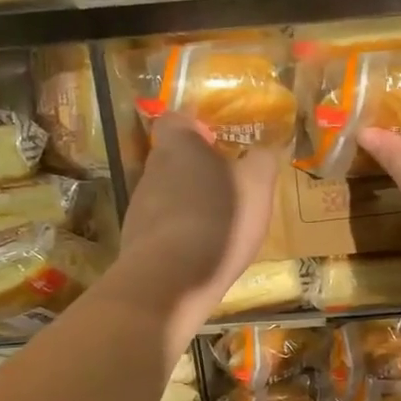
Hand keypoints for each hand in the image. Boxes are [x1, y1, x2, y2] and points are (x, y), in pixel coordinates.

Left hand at [117, 117, 278, 341]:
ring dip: (190, 204)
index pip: (177, 120)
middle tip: (229, 187)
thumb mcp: (257, 186)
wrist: (170, 280)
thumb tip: (263, 150)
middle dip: (198, 170)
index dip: (197, 128)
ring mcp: (139, 207)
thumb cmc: (218, 219)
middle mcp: (152, 170)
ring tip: (220, 226)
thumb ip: (262, 160)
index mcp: (178, 146)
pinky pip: (163, 228)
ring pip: (168, 194)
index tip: (218, 143)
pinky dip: (181, 234)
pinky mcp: (136, 241)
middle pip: (173, 159)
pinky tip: (202, 253)